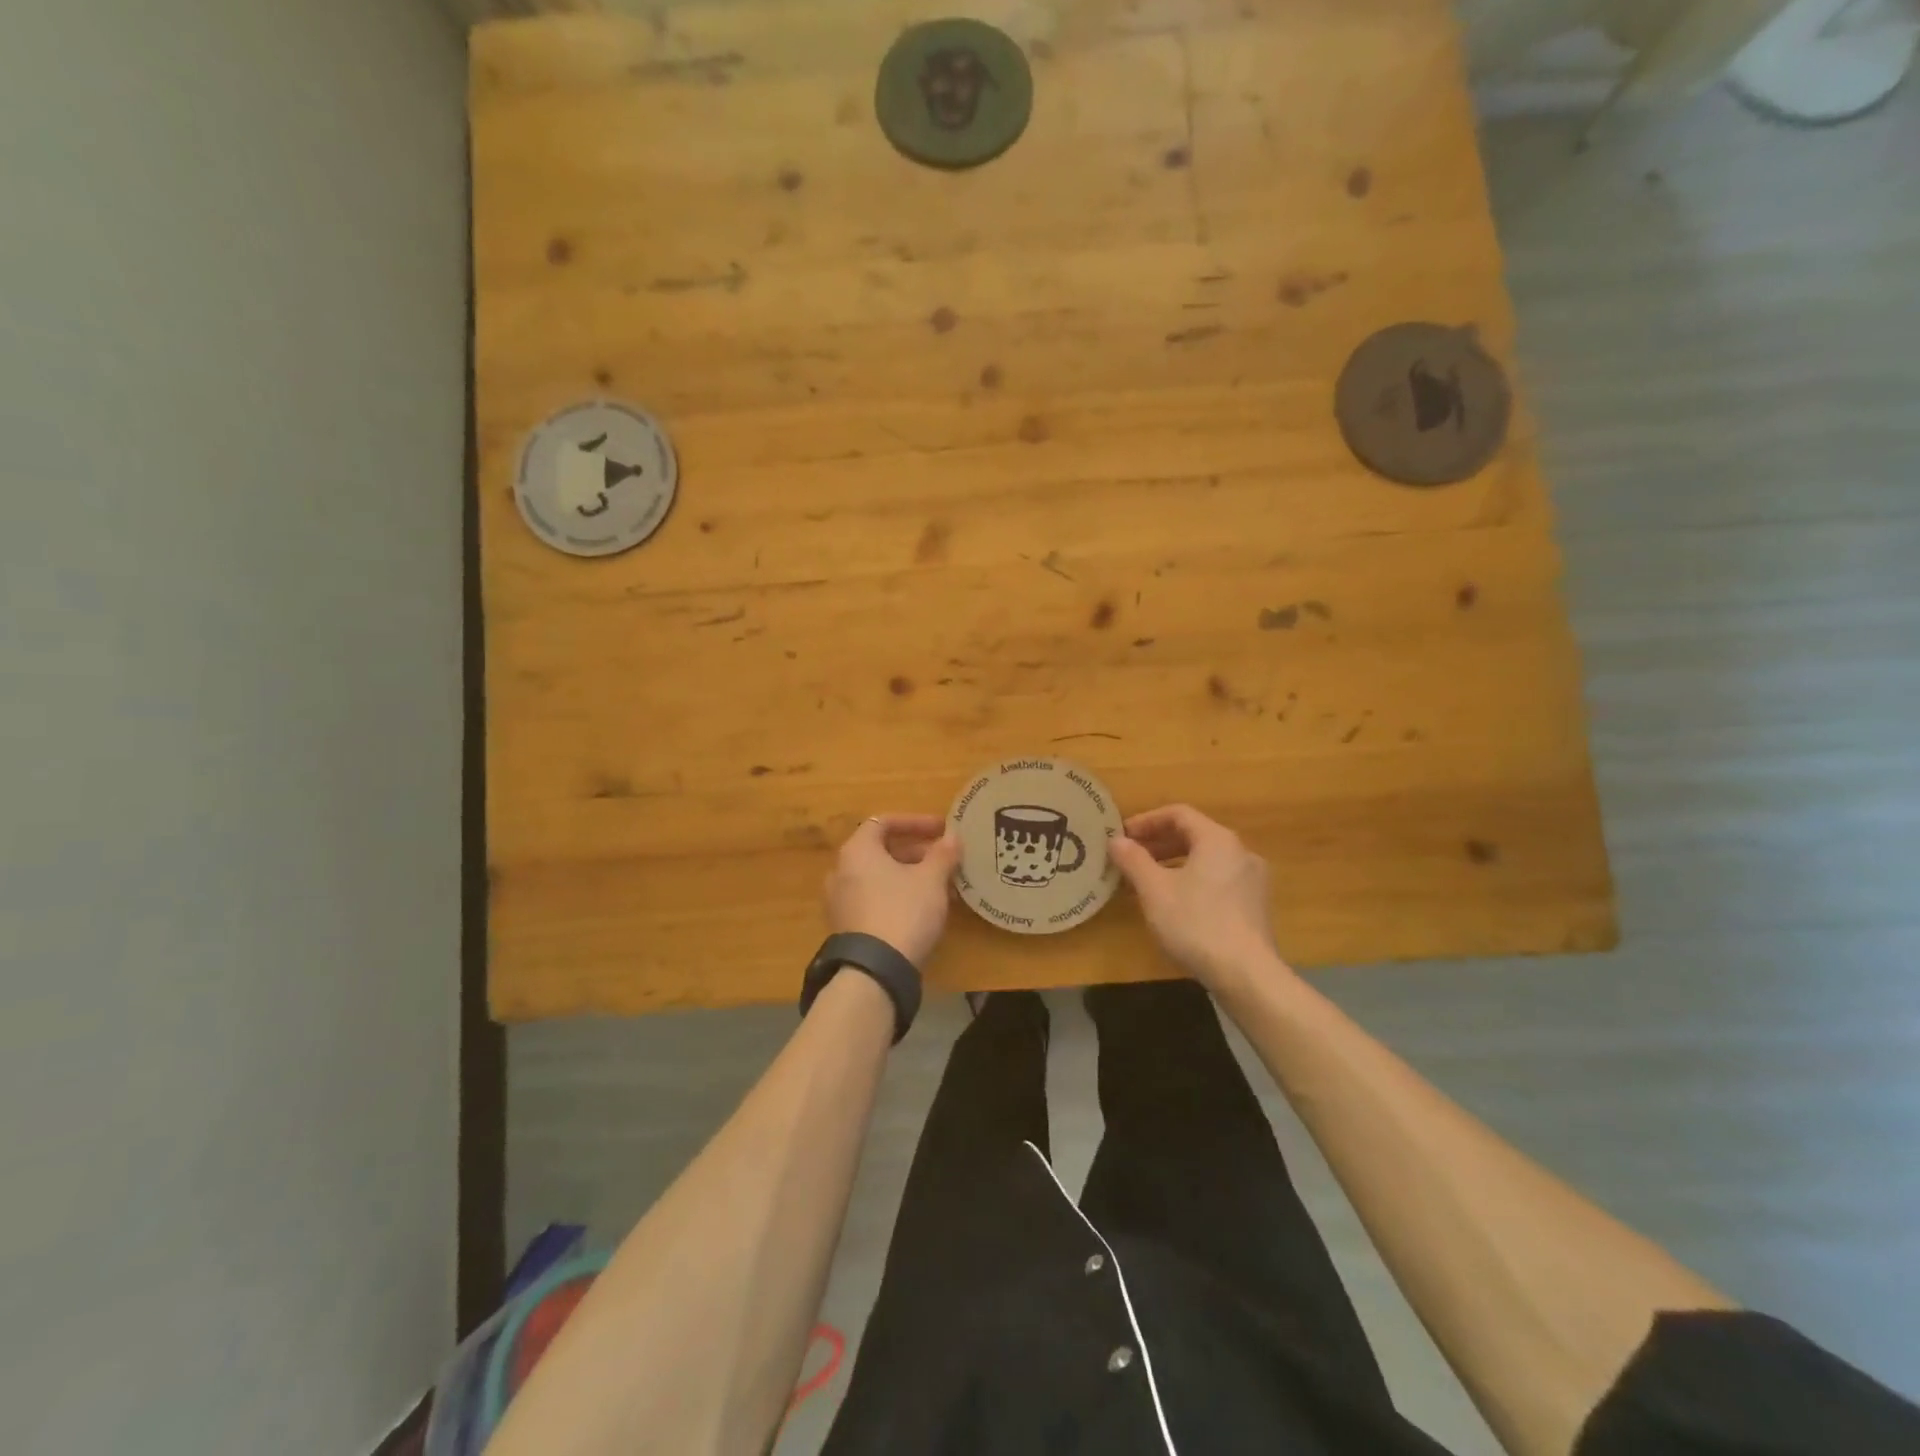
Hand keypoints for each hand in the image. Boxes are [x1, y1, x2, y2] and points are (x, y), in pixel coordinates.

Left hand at [824, 814, 961, 967]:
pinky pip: (874, 898)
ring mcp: (840, 900)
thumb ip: (943, 854)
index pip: (883, 822)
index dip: (915, 822)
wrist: (874, 971)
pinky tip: (925, 909)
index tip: (941, 829)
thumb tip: (952, 837)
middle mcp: (841, 870)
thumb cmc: (903, 911)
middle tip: (945, 859)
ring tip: (942, 886)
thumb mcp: (931, 880)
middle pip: (881, 850)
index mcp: (857, 851)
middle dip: (917, 852)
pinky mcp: (846, 926)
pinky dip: (898, 895)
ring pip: (880, 877)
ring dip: (910, 876)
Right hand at [1109, 804, 1282, 989]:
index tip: (1123, 836)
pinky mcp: (1255, 906)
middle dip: (1158, 844)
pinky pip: (1217, 880)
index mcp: (1218, 839)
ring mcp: (1252, 880)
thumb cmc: (1196, 923)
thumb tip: (1116, 840)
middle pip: (1194, 835)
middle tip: (1130, 858)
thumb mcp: (1155, 890)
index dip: (1147, 821)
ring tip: (1146, 883)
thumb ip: (1133, 860)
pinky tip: (1174, 905)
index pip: (1179, 814)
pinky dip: (1192, 881)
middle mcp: (1240, 852)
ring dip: (1173, 864)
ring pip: (1206, 860)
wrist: (1246, 974)